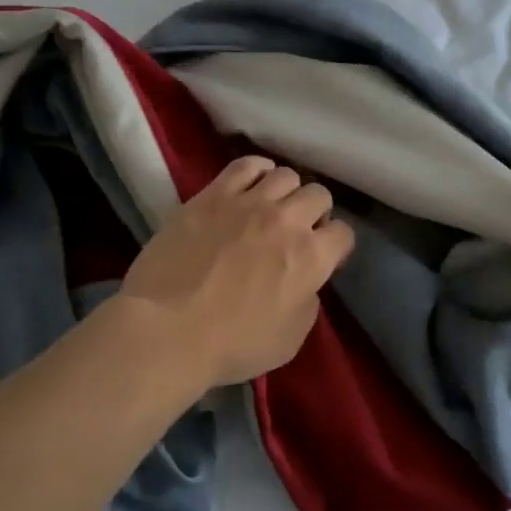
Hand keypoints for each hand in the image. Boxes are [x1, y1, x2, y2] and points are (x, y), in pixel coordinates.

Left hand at [114, 156, 355, 388]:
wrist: (168, 329)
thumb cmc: (232, 344)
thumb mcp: (290, 339)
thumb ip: (307, 302)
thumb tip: (303, 281)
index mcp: (311, 257)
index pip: (343, 233)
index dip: (335, 246)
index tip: (322, 257)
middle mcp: (287, 220)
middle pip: (318, 195)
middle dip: (315, 213)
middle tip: (297, 231)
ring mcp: (248, 202)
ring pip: (285, 175)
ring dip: (286, 192)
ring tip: (272, 208)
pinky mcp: (212, 195)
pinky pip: (245, 165)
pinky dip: (257, 170)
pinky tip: (252, 183)